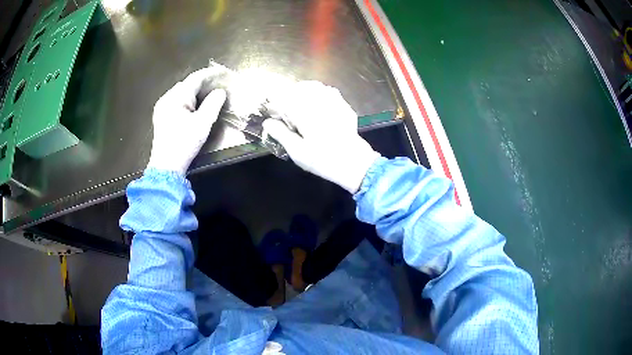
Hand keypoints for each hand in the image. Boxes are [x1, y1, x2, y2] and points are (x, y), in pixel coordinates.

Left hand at [147, 69, 226, 174]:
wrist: (166, 167)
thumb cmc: (184, 144)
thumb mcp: (202, 124)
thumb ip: (213, 104)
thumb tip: (220, 92)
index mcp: (176, 97)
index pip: (195, 78)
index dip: (211, 74)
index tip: (224, 72)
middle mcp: (166, 98)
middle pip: (187, 84)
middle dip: (203, 83)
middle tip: (218, 85)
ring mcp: (161, 107)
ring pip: (181, 92)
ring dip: (195, 91)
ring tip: (208, 94)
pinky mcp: (161, 116)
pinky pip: (176, 101)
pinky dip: (187, 100)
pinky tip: (194, 106)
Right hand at [263, 81, 379, 192]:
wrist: (354, 164)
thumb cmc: (323, 159)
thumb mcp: (297, 151)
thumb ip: (280, 134)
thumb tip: (267, 122)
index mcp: (305, 111)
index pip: (284, 98)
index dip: (274, 104)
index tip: (271, 114)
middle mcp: (320, 101)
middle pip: (298, 88)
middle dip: (288, 96)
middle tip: (283, 110)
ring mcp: (335, 102)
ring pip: (314, 87)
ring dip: (303, 92)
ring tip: (298, 104)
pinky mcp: (344, 107)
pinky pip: (329, 92)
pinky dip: (319, 94)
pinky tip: (317, 105)